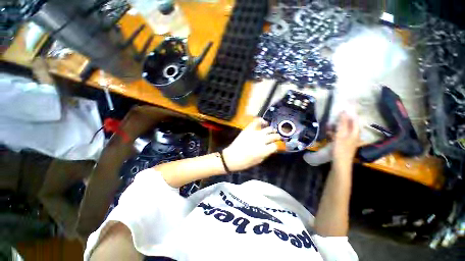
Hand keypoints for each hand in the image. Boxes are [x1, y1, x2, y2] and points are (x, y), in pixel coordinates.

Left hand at [223, 118, 280, 170]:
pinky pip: (256, 122)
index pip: (276, 145)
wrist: (231, 157)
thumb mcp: (258, 161)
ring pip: (268, 129)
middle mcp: (262, 140)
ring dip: (272, 130)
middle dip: (277, 137)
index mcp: (264, 150)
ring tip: (272, 131)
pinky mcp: (248, 130)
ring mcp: (255, 133)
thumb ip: (266, 153)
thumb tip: (271, 148)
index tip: (276, 146)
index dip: (277, 146)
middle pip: (274, 136)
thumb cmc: (245, 162)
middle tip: (277, 137)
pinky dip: (261, 121)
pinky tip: (264, 122)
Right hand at [333, 112, 359, 167]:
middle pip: (349, 124)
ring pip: (343, 130)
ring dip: (336, 126)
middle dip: (342, 119)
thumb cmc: (341, 148)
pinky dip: (334, 132)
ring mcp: (348, 140)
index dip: (350, 113)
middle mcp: (353, 135)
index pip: (354, 120)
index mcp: (355, 132)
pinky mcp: (343, 144)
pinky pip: (339, 135)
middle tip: (334, 115)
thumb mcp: (341, 135)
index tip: (343, 107)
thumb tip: (344, 111)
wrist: (340, 163)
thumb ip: (342, 123)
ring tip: (329, 123)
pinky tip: (328, 132)